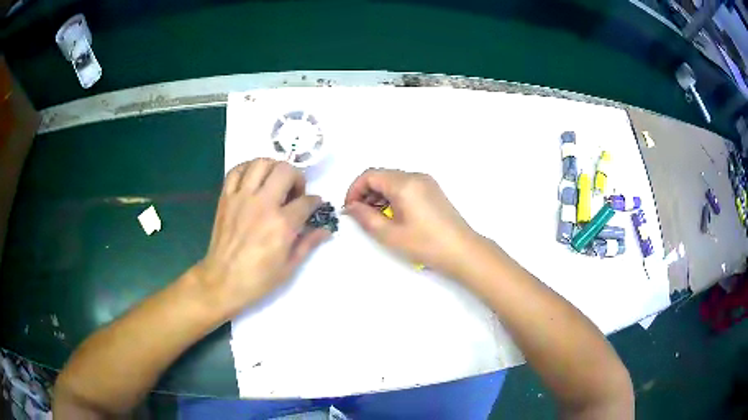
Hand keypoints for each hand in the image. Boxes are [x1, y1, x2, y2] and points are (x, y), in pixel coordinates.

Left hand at [195, 159, 329, 318]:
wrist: (222, 281)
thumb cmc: (258, 279)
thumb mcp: (289, 266)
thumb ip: (308, 243)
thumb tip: (326, 230)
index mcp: (282, 224)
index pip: (306, 201)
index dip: (315, 201)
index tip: (315, 205)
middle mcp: (263, 204)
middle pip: (285, 171)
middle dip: (297, 177)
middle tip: (295, 192)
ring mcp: (241, 198)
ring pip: (261, 163)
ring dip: (273, 168)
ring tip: (275, 181)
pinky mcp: (226, 198)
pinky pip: (236, 171)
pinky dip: (247, 168)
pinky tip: (253, 179)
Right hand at [344, 168, 483, 278]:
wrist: (462, 251)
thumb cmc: (425, 244)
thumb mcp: (390, 234)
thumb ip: (365, 217)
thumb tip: (351, 207)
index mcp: (404, 183)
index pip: (369, 175)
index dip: (354, 190)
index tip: (349, 209)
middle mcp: (415, 176)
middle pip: (381, 175)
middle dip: (366, 192)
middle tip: (361, 215)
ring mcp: (426, 182)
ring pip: (393, 180)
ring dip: (379, 194)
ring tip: (376, 217)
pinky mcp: (433, 190)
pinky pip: (406, 185)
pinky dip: (393, 196)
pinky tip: (393, 215)